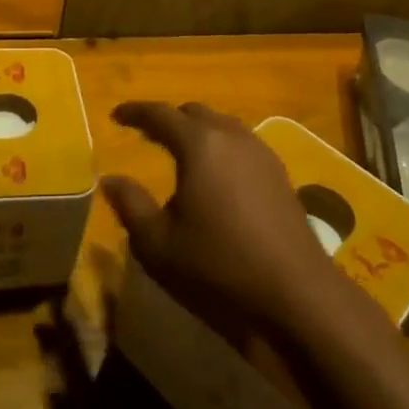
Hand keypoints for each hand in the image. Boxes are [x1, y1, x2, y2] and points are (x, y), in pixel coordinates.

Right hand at [101, 101, 345, 337]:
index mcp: (200, 144)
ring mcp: (262, 154)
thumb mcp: (158, 244)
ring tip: (180, 153)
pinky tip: (216, 177)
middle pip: (194, 113)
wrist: (297, 296)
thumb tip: (110, 180)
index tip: (116, 115)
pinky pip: (241, 145)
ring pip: (222, 126)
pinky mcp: (280, 175)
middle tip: (147, 135)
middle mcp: (232, 136)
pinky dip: (220, 149)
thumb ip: (130, 205)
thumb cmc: (219, 267)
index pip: (160, 114)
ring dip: (198, 133)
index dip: (135, 112)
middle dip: (169, 120)